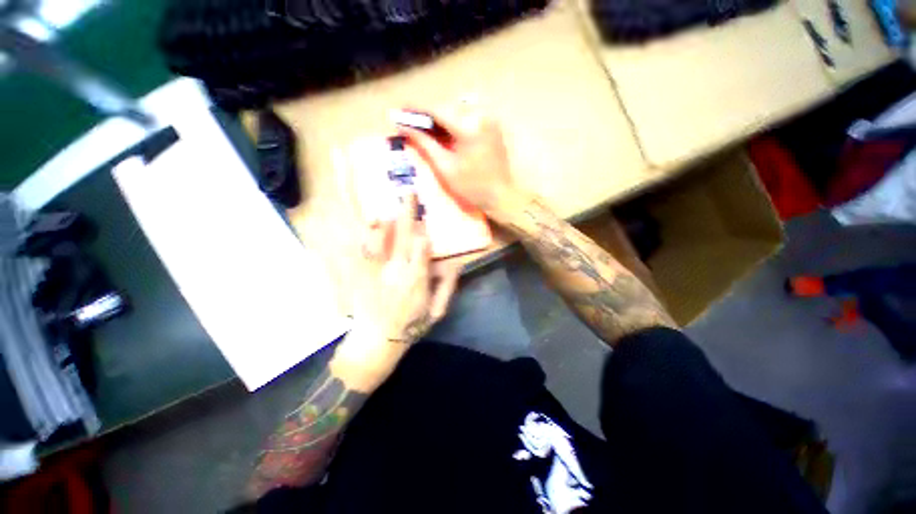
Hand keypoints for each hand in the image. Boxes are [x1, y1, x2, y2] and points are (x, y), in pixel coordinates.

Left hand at [333, 195, 459, 389]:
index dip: (424, 231)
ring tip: (388, 208)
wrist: (377, 340)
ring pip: (380, 240)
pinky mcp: (362, 274)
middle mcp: (397, 271)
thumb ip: (447, 287)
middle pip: (403, 236)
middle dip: (408, 213)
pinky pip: (363, 250)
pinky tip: (371, 226)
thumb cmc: (410, 325)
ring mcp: (377, 271)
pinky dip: (367, 236)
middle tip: (409, 193)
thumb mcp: (437, 311)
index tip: (425, 220)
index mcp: (417, 279)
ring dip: (386, 221)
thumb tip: (455, 264)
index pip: (423, 248)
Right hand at [397, 102, 520, 218]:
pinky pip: (470, 115)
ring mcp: (490, 119)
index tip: (400, 111)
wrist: (500, 196)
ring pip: (458, 109)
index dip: (416, 110)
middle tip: (414, 126)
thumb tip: (403, 126)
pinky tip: (450, 135)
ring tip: (432, 133)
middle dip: (429, 115)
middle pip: (447, 107)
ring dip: (443, 118)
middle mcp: (481, 115)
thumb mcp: (445, 167)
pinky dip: (456, 121)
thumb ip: (424, 143)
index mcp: (468, 126)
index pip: (436, 110)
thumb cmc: (471, 187)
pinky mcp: (493, 125)